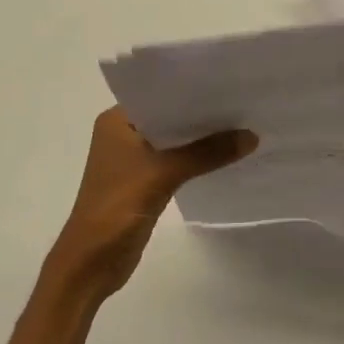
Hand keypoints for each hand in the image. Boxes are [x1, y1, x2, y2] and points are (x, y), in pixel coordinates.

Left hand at [47, 108, 257, 301]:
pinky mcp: (144, 181)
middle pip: (170, 116)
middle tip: (242, 101)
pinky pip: (176, 160)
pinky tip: (225, 154)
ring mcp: (133, 158)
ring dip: (201, 137)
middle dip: (202, 113)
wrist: (91, 263)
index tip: (227, 80)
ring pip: (175, 139)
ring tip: (241, 123)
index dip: (192, 87)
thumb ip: (207, 153)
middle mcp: (123, 133)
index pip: (159, 93)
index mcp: (117, 120)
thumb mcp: (163, 174)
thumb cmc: (116, 207)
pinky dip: (196, 158)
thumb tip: (252, 136)